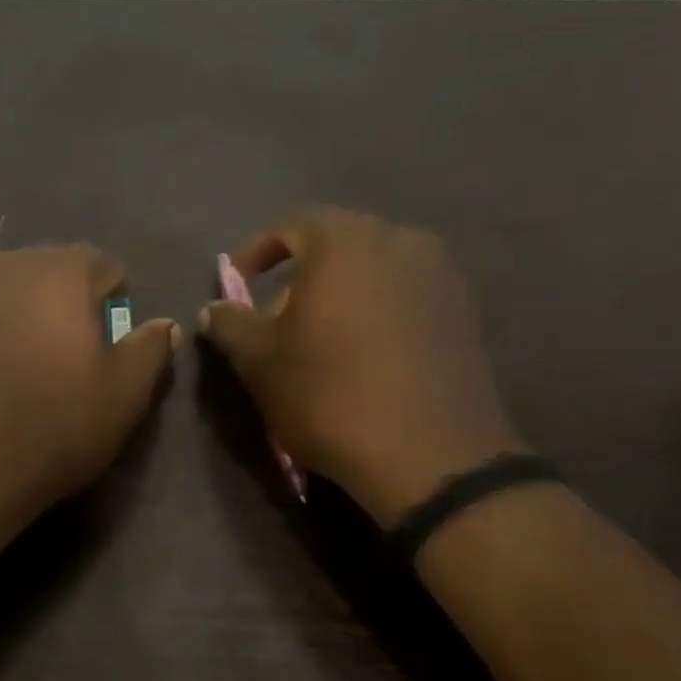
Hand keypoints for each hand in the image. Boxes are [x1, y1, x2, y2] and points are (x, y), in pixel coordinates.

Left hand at [0, 246, 178, 541]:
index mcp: (56, 273)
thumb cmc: (49, 433)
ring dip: (19, 314)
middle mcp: (0, 266)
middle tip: (65, 358)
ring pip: (2, 290)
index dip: (112, 302)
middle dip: (64, 303)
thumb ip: (150, 350)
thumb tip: (164, 324)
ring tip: (19, 366)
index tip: (107, 345)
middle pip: (47, 271)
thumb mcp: (122, 398)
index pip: (99, 264)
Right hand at [199, 207, 522, 524]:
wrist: (430, 455)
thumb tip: (214, 308)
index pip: (292, 224)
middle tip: (277, 315)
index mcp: (344, 242)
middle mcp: (399, 241)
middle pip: (337, 243)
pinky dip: (377, 310)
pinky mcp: (465, 312)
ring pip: (375, 268)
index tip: (238, 285)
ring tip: (321, 336)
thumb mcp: (259, 362)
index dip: (257, 251)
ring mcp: (441, 275)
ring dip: (341, 292)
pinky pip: (406, 294)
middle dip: (300, 273)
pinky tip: (365, 353)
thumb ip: (230, 324)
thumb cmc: (329, 396)